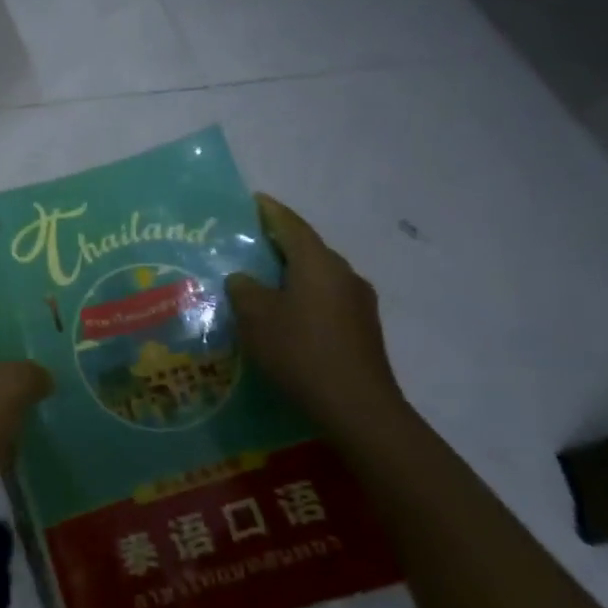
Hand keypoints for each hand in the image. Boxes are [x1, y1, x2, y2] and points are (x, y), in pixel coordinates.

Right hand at [227, 194, 406, 435]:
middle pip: (307, 249)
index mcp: (318, 263)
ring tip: (264, 282)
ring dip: (293, 274)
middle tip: (249, 245)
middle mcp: (343, 274)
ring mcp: (359, 303)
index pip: (291, 225)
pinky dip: (304, 298)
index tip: (252, 201)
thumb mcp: (256, 317)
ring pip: (318, 276)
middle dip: (280, 244)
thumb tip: (244, 278)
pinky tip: (287, 316)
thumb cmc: (300, 351)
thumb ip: (244, 289)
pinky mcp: (363, 329)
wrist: (357, 407)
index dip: (270, 211)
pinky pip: (327, 300)